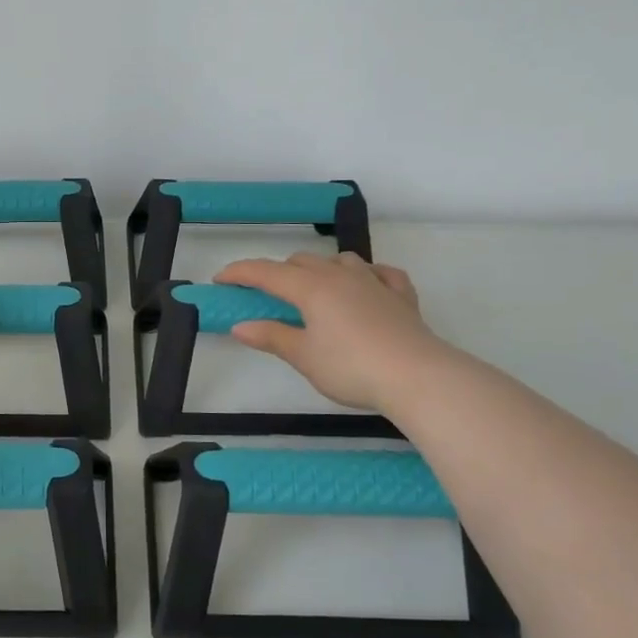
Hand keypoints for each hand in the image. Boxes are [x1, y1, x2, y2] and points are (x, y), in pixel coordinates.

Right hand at [214, 252, 441, 411]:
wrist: (416, 376)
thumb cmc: (351, 368)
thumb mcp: (304, 356)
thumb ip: (272, 337)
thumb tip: (240, 326)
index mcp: (311, 288)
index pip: (267, 272)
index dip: (240, 273)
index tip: (220, 279)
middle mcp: (340, 276)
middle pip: (301, 262)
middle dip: (278, 272)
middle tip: (265, 295)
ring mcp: (374, 282)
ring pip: (340, 261)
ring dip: (320, 269)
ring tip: (313, 289)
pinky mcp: (401, 295)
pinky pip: (380, 273)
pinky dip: (366, 275)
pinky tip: (366, 285)